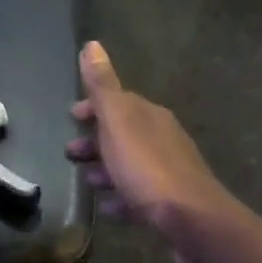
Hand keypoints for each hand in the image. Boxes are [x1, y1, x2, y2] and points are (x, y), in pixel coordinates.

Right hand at [65, 43, 232, 240]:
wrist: (191, 218)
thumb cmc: (147, 168)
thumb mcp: (119, 122)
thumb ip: (103, 87)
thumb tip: (92, 44)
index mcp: (149, 116)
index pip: (118, 101)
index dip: (93, 107)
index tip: (72, 116)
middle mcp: (163, 138)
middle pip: (123, 134)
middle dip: (96, 140)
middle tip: (71, 153)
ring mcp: (169, 171)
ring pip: (131, 164)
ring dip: (107, 168)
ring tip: (87, 181)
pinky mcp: (170, 202)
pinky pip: (139, 194)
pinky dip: (121, 197)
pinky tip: (108, 207)